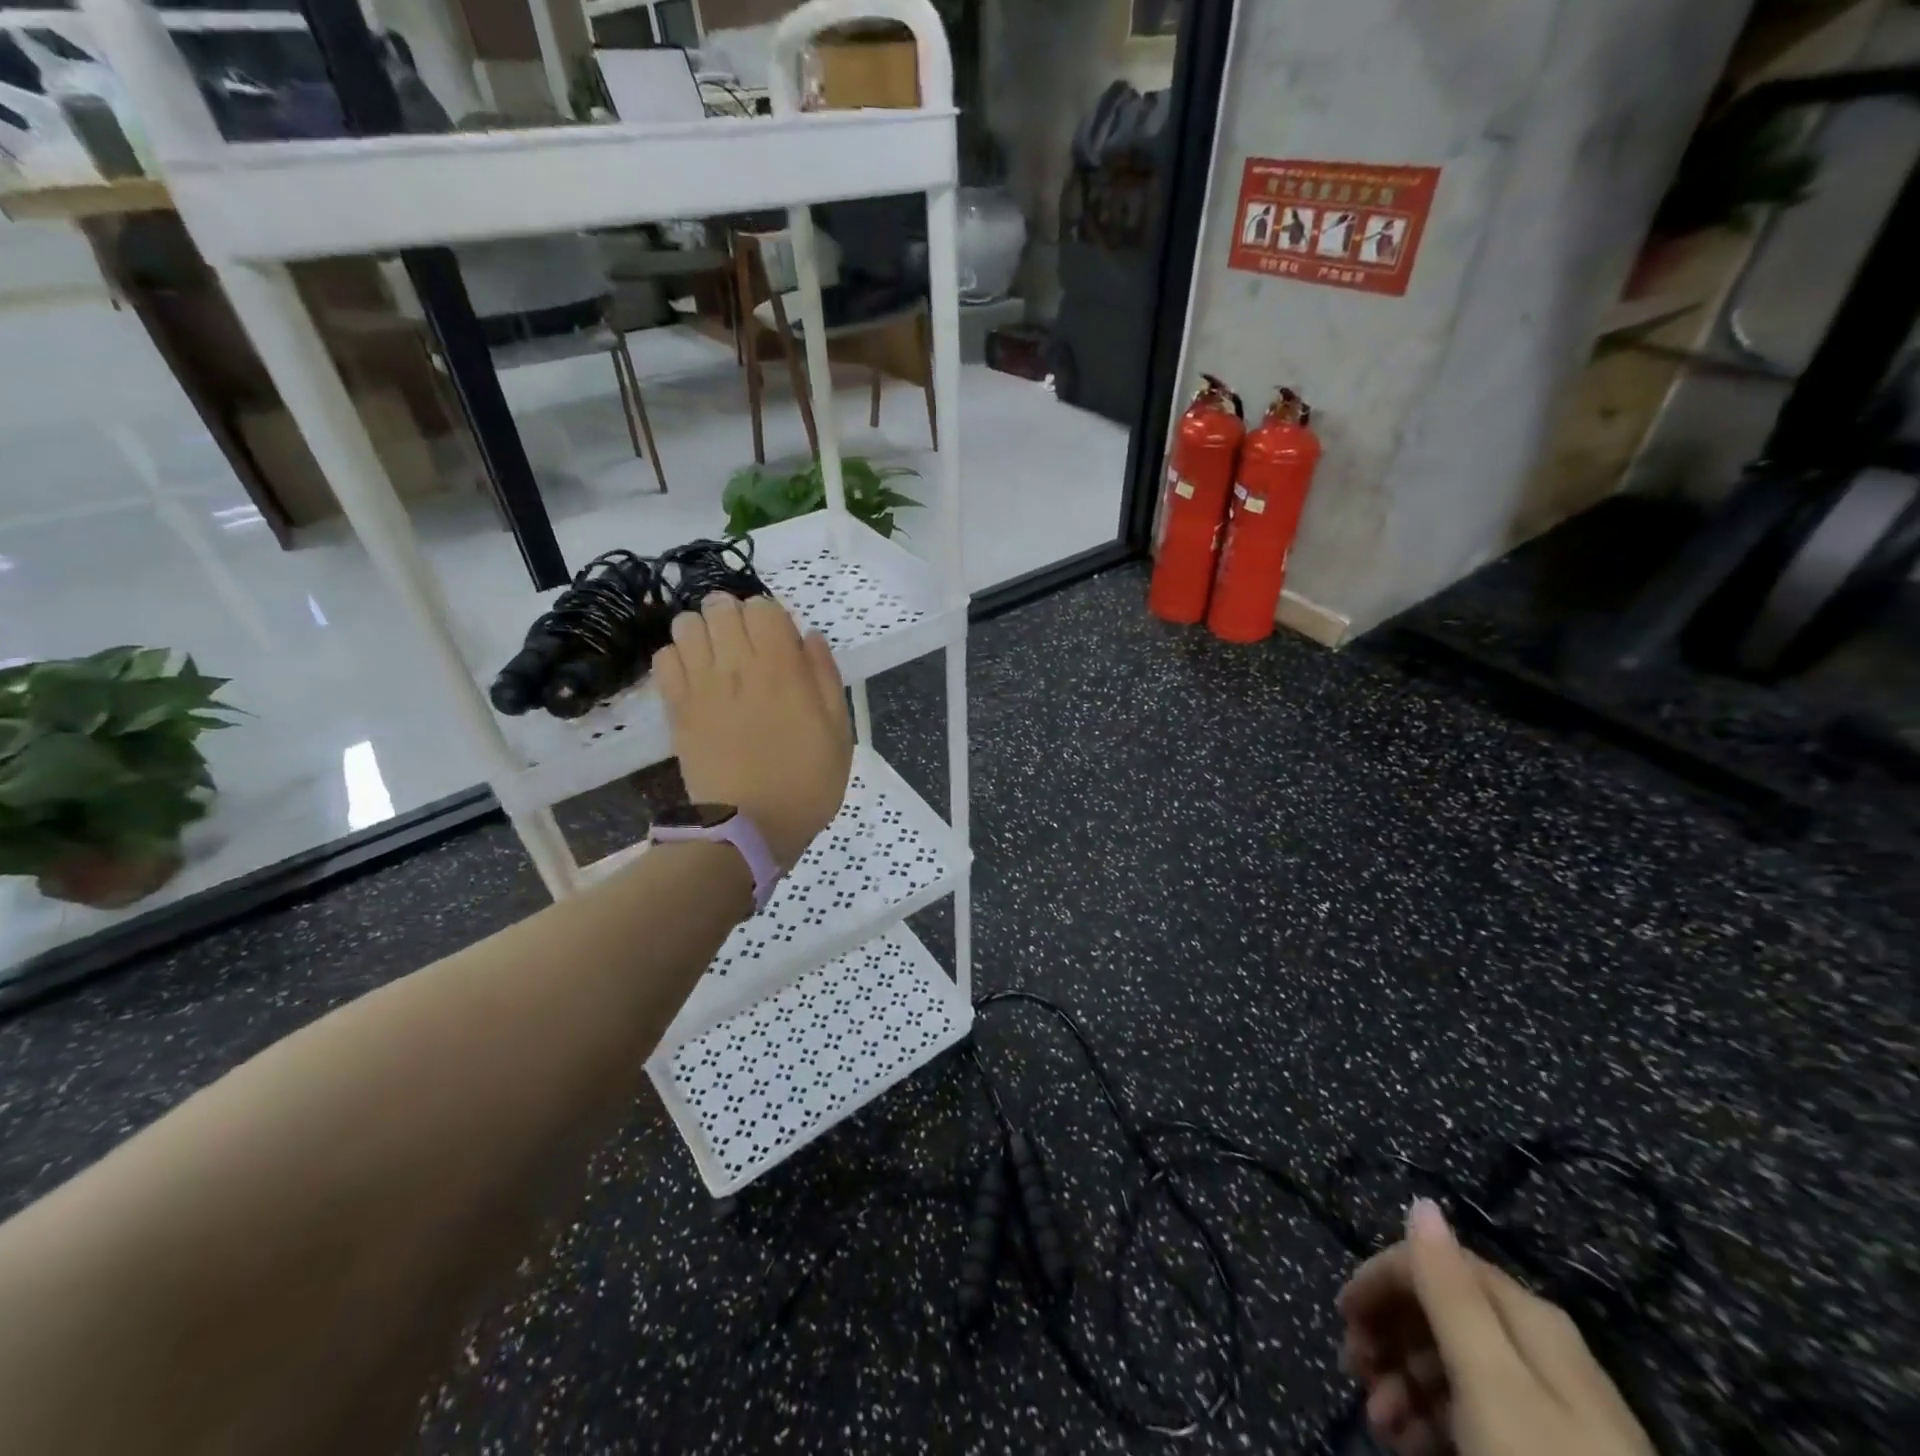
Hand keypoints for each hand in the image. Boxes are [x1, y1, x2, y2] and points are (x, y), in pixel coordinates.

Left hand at [652, 594, 851, 871]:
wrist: (749, 828)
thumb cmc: (806, 782)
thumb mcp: (839, 732)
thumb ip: (825, 677)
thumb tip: (809, 637)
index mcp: (782, 668)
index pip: (763, 607)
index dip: (772, 617)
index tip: (781, 644)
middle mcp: (737, 665)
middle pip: (720, 606)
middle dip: (734, 617)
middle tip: (747, 647)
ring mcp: (701, 685)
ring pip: (686, 625)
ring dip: (703, 632)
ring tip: (717, 657)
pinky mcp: (676, 707)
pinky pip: (664, 659)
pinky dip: (678, 658)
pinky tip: (695, 678)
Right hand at [1339, 1200, 1652, 1455]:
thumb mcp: (1489, 1381)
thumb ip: (1451, 1291)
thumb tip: (1422, 1203)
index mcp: (1527, 1317)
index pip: (1435, 1263)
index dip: (1380, 1279)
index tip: (1343, 1318)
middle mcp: (1538, 1348)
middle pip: (1442, 1313)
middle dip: (1388, 1335)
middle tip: (1355, 1370)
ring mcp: (1548, 1408)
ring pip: (1453, 1367)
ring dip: (1403, 1382)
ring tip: (1381, 1424)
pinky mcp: (1545, 1452)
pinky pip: (1475, 1414)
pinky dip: (1432, 1420)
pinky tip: (1410, 1443)